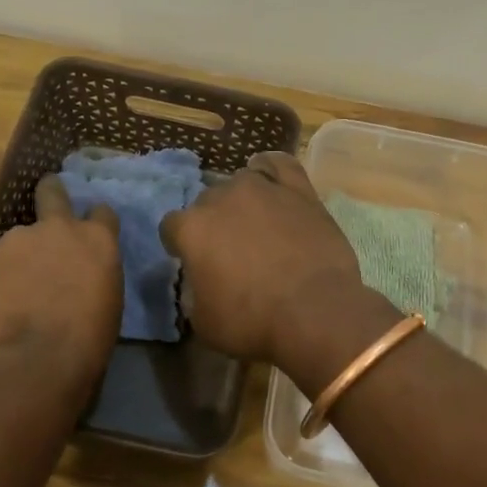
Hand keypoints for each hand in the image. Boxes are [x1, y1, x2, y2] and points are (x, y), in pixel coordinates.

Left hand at [0, 176, 120, 380]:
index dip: (94, 222)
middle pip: (51, 191)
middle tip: (45, 203)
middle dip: (50, 192)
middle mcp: (55, 228)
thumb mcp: (108, 299)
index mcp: (95, 240)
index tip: (88, 233)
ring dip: (15, 261)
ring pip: (13, 243)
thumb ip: (91, 272)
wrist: (36, 362)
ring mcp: (13, 240)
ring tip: (11, 297)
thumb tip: (76, 274)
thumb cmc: (86, 340)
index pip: (101, 213)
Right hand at [158, 151, 363, 363]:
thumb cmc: (252, 322)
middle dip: (213, 223)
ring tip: (255, 223)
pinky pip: (279, 164)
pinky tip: (268, 176)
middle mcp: (221, 198)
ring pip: (241, 182)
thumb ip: (194, 294)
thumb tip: (201, 283)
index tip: (193, 263)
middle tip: (230, 251)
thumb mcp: (203, 322)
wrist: (315, 312)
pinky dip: (270, 167)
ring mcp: (262, 188)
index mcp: (192, 229)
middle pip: (207, 202)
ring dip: (241, 200)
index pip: (171, 227)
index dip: (180, 245)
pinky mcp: (298, 189)